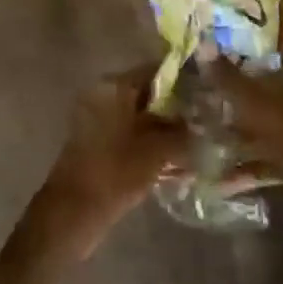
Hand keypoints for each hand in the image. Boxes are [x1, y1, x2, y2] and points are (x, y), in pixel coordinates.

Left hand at [30, 64, 190, 259]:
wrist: (74, 212)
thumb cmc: (115, 172)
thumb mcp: (157, 150)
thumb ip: (182, 133)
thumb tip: (201, 125)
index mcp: (113, 86)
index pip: (155, 71)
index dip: (184, 81)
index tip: (208, 93)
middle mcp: (103, 96)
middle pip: (148, 94)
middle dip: (177, 109)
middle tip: (208, 121)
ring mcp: (98, 120)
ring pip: (141, 117)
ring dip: (166, 130)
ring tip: (198, 144)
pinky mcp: (98, 143)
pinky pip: (130, 135)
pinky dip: (151, 144)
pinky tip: (177, 162)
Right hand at [210, 0, 282, 204]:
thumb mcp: (263, 110)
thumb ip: (231, 81)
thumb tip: (202, 45)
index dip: (281, 7)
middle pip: (268, 72)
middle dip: (239, 63)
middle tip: (206, 50)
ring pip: (259, 115)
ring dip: (232, 115)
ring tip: (199, 108)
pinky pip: (259, 155)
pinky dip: (239, 163)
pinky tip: (214, 173)